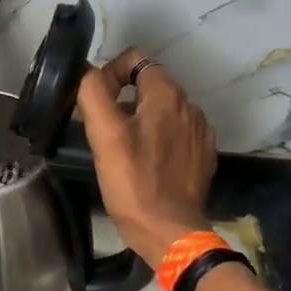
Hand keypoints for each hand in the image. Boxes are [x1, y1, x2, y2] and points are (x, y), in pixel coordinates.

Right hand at [76, 49, 216, 263]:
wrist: (170, 231)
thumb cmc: (133, 183)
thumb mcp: (104, 137)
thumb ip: (93, 95)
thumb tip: (88, 73)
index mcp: (167, 96)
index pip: (137, 59)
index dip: (111, 73)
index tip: (96, 103)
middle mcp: (190, 106)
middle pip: (150, 85)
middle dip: (125, 100)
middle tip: (104, 132)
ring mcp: (199, 132)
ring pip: (163, 110)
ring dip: (141, 120)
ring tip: (123, 150)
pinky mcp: (202, 155)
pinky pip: (175, 133)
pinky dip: (158, 139)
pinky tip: (145, 163)